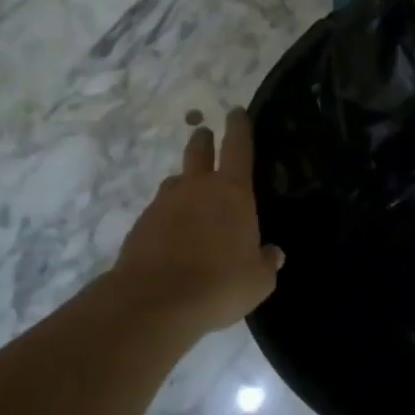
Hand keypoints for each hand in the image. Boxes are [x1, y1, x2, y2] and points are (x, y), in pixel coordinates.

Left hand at [110, 109, 283, 336]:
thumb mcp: (258, 280)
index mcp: (233, 192)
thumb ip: (266, 262)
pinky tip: (173, 237)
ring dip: (184, 183)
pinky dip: (168, 216)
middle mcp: (197, 188)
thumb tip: (273, 253)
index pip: (238, 147)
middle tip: (206, 136)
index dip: (239, 127)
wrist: (155, 302)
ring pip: (176, 181)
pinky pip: (159, 211)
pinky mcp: (141, 225)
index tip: (236, 112)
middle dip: (204, 140)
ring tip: (191, 198)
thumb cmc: (220, 284)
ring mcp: (164, 204)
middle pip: (198, 150)